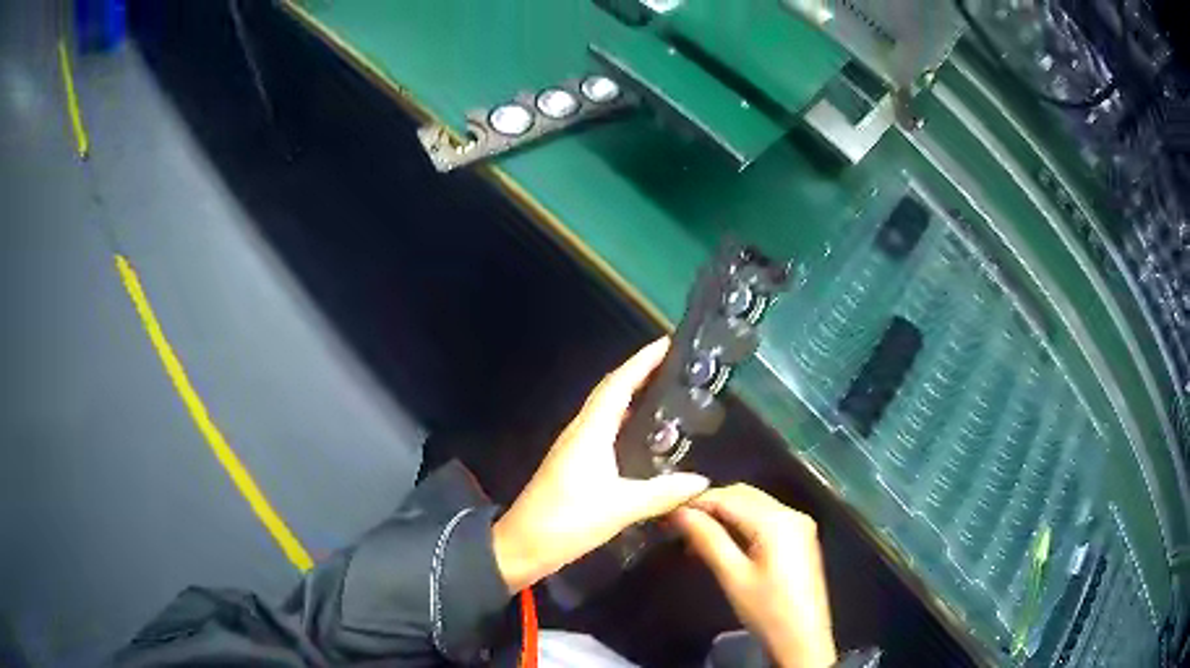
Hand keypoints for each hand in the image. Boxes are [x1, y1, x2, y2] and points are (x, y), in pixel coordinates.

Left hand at [492, 338, 710, 592]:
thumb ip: (662, 492)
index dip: (643, 361)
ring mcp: (575, 448)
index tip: (668, 342)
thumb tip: (702, 480)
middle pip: (612, 391)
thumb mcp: (619, 508)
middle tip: (675, 366)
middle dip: (641, 372)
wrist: (523, 545)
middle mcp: (581, 432)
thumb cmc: (566, 521)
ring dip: (633, 396)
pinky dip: (626, 422)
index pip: (619, 384)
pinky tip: (644, 437)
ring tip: (667, 394)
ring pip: (607, 411)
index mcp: (590, 432)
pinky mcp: (575, 465)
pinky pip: (605, 431)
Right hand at [674, 485, 836, 667]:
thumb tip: (680, 513)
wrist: (802, 638)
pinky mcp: (799, 537)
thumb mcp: (733, 577)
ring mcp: (798, 524)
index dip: (695, 501)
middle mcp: (791, 513)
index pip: (728, 497)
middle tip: (676, 524)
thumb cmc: (767, 610)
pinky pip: (764, 518)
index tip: (666, 512)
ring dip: (723, 514)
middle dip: (709, 505)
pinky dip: (740, 523)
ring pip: (753, 505)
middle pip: (743, 495)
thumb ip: (708, 539)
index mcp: (776, 520)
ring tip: (693, 536)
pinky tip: (721, 542)